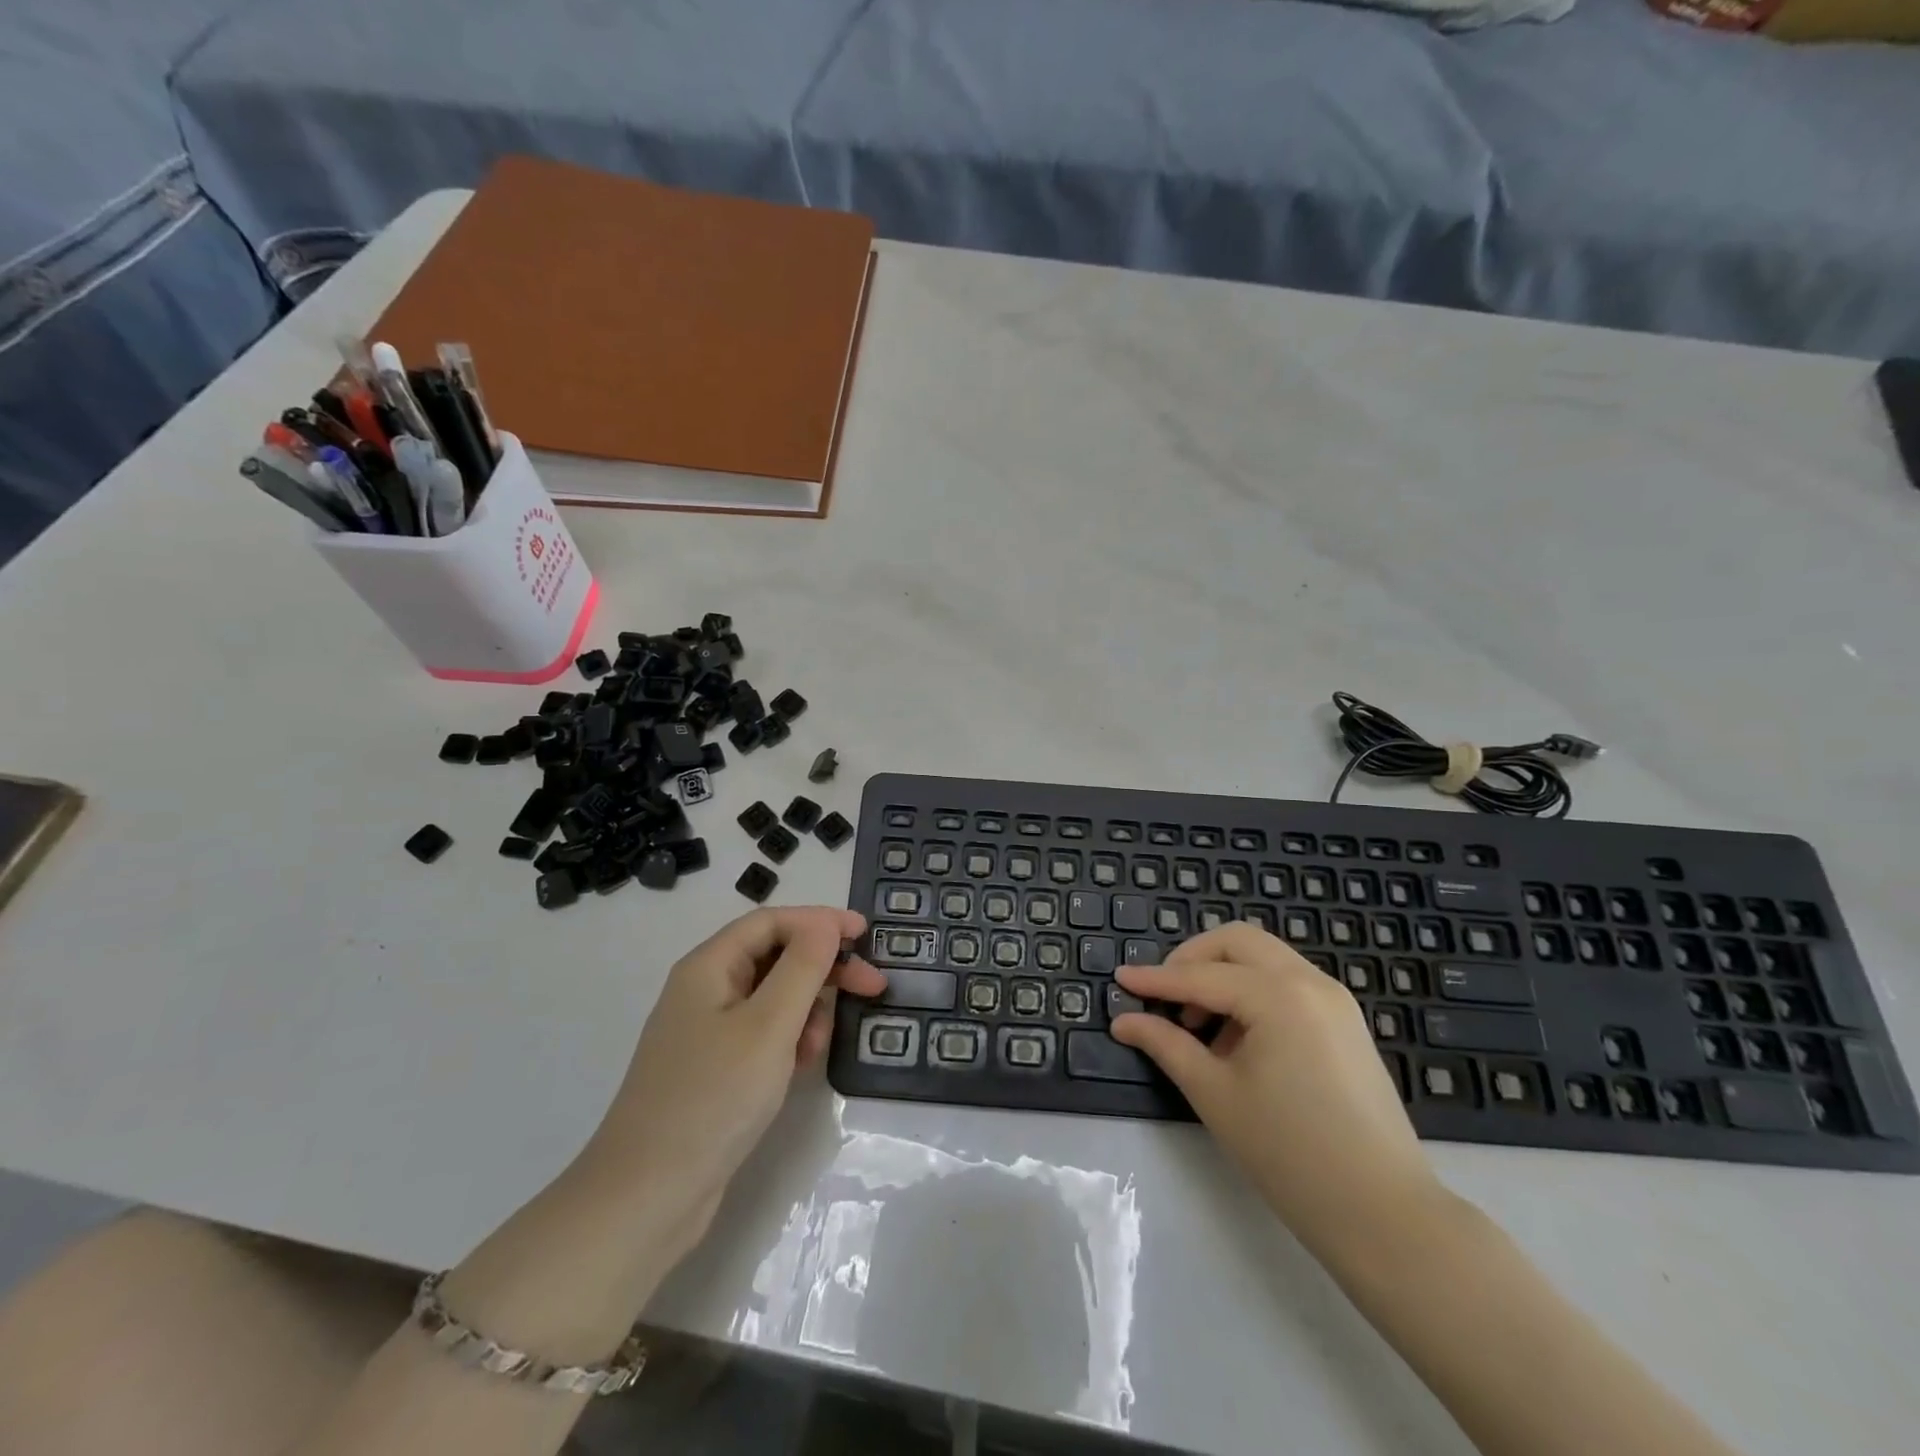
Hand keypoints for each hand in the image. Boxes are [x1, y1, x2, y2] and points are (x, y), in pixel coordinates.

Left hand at [579, 906, 883, 1253]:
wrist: (647, 1198)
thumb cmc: (713, 1098)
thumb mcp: (768, 1026)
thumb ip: (802, 967)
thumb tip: (825, 924)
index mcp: (709, 967)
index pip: (771, 921)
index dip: (820, 921)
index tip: (865, 935)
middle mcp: (705, 989)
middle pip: (775, 956)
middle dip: (823, 967)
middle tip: (873, 986)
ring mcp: (708, 1031)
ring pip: (773, 997)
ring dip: (807, 1009)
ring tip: (821, 1044)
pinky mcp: (715, 1068)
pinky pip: (763, 1033)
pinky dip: (789, 1039)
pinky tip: (801, 1066)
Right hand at [1110, 924, 1441, 1257]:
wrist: (1385, 1215)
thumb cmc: (1289, 1154)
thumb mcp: (1215, 1094)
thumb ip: (1166, 1045)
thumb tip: (1124, 1021)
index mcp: (1277, 995)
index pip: (1201, 976)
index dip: (1155, 979)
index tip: (1119, 979)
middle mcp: (1309, 981)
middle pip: (1237, 941)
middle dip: (1193, 958)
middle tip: (1163, 994)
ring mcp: (1334, 999)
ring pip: (1264, 957)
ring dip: (1223, 973)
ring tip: (1197, 1024)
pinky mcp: (1345, 1021)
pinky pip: (1287, 982)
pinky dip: (1252, 990)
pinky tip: (1236, 1037)